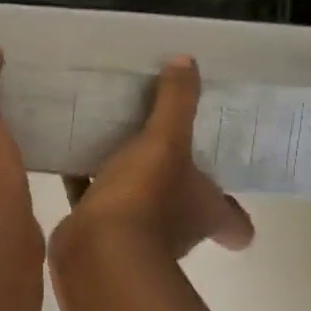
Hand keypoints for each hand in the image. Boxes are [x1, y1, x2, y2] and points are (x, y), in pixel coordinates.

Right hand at [56, 57, 252, 263]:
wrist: (97, 248)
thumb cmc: (145, 197)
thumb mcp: (165, 140)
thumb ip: (176, 102)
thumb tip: (187, 61)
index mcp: (205, 211)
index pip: (237, 225)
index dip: (237, 214)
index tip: (231, 195)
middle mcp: (178, 229)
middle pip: (187, 212)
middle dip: (178, 188)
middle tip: (167, 150)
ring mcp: (137, 236)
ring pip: (140, 206)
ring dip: (130, 183)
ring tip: (116, 145)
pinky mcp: (99, 234)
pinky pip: (96, 203)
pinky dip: (88, 185)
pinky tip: (73, 159)